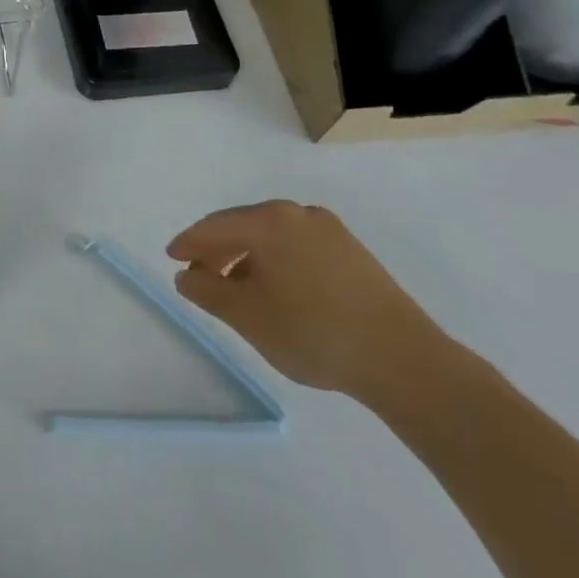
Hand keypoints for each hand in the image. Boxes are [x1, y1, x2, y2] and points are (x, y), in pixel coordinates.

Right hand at [166, 200, 450, 404]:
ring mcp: (330, 231)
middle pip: (243, 226)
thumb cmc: (314, 333)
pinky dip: (277, 262)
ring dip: (247, 258)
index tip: (172, 259)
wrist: (406, 362)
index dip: (188, 244)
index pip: (214, 226)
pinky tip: (277, 291)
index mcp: (269, 221)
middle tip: (200, 277)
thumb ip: (207, 292)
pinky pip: (298, 248)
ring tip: (237, 289)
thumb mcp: (247, 316)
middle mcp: (298, 214)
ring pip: (272, 237)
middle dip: (217, 250)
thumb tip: (187, 277)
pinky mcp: (353, 253)